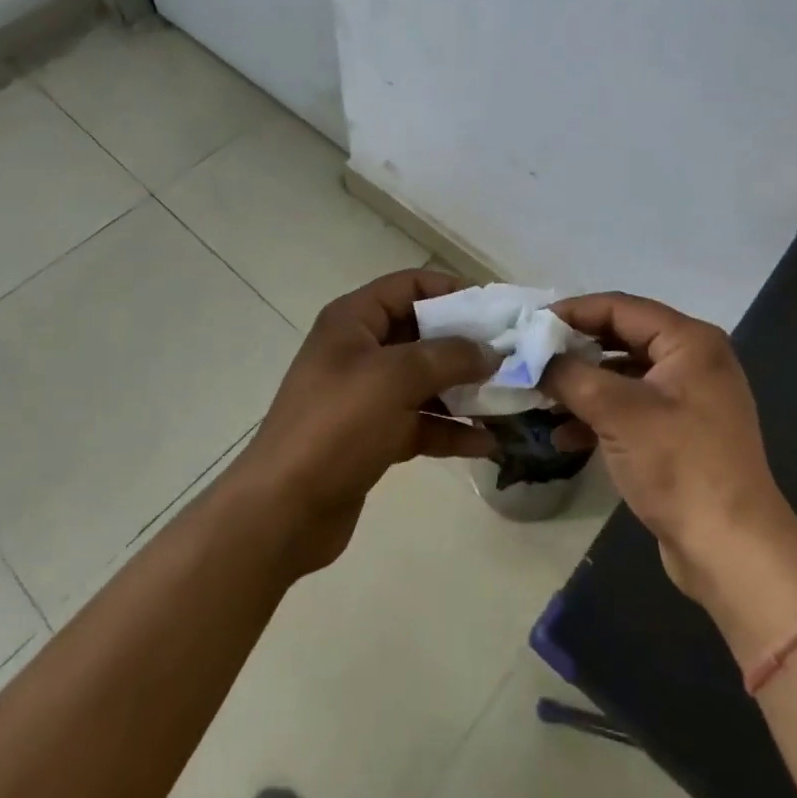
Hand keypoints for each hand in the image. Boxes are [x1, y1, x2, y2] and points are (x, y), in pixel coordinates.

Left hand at [231, 268, 497, 576]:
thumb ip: (448, 356)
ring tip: (510, 400)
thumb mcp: (395, 378)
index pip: (410, 286)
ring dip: (465, 390)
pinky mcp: (373, 435)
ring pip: (425, 380)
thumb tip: (490, 352)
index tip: (496, 311)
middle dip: (466, 345)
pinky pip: (420, 421)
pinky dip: (451, 429)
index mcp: (354, 320)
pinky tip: (488, 443)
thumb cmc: (337, 425)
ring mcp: (366, 395)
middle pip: (422, 333)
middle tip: (512, 357)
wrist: (283, 511)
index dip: (453, 291)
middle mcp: (360, 349)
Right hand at [542, 294, 796, 611]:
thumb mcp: (616, 412)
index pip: (619, 308)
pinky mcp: (680, 434)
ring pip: (623, 376)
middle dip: (574, 350)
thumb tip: (530, 357)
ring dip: (581, 385)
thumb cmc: (678, 466)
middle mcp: (693, 360)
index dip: (572, 312)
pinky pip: (631, 408)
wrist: (732, 553)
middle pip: (620, 338)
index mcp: (689, 341)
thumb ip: (569, 374)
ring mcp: (688, 399)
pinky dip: (598, 416)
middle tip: (530, 357)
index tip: (529, 325)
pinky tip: (562, 436)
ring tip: (539, 396)